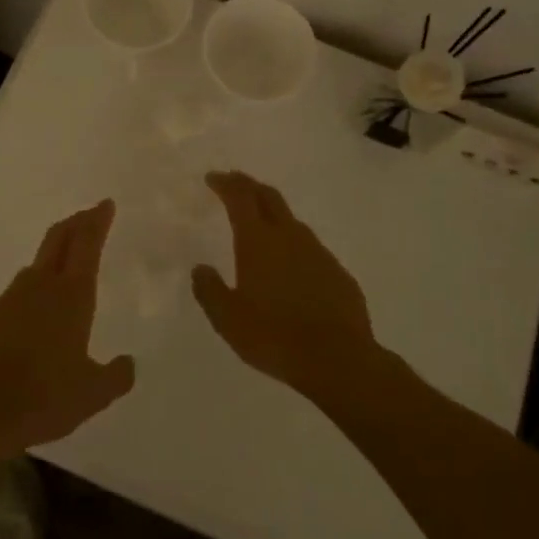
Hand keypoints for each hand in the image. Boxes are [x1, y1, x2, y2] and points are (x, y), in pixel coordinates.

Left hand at [0, 200, 135, 457]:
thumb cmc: (45, 397)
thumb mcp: (93, 394)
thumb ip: (116, 376)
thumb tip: (128, 363)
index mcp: (72, 296)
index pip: (87, 244)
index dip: (97, 221)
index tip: (104, 204)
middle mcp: (40, 287)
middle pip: (58, 241)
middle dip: (75, 224)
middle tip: (87, 215)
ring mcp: (8, 301)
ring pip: (34, 268)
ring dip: (51, 259)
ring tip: (62, 268)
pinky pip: (14, 299)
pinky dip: (29, 297)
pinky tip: (31, 320)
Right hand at [192, 171, 378, 397]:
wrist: (338, 360)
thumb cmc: (274, 336)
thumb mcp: (228, 319)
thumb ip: (210, 290)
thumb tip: (200, 269)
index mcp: (258, 242)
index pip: (240, 198)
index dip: (226, 184)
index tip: (213, 178)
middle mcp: (290, 237)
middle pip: (269, 197)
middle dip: (250, 185)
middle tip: (236, 182)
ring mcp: (319, 253)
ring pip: (292, 221)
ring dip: (274, 215)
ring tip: (262, 225)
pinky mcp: (338, 273)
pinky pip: (311, 249)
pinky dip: (295, 246)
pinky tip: (292, 266)